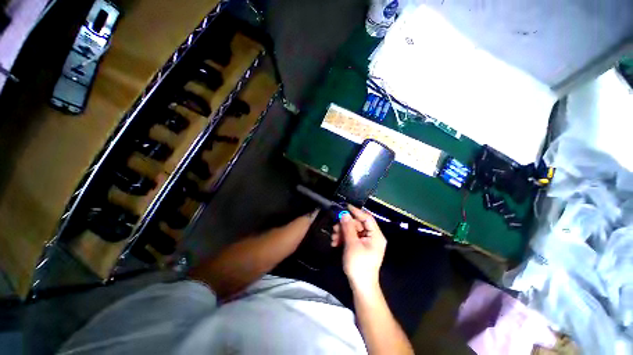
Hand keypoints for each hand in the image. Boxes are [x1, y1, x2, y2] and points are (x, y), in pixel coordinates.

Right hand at [332, 205, 386, 291]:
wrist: (360, 287)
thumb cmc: (359, 265)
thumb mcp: (352, 244)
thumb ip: (348, 227)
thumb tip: (344, 213)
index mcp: (376, 235)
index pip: (367, 218)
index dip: (356, 211)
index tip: (344, 207)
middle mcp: (372, 236)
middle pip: (358, 224)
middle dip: (345, 225)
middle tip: (334, 228)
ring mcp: (366, 242)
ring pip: (353, 230)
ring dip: (342, 232)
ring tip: (333, 238)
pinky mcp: (360, 246)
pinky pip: (351, 237)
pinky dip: (343, 238)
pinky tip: (335, 243)